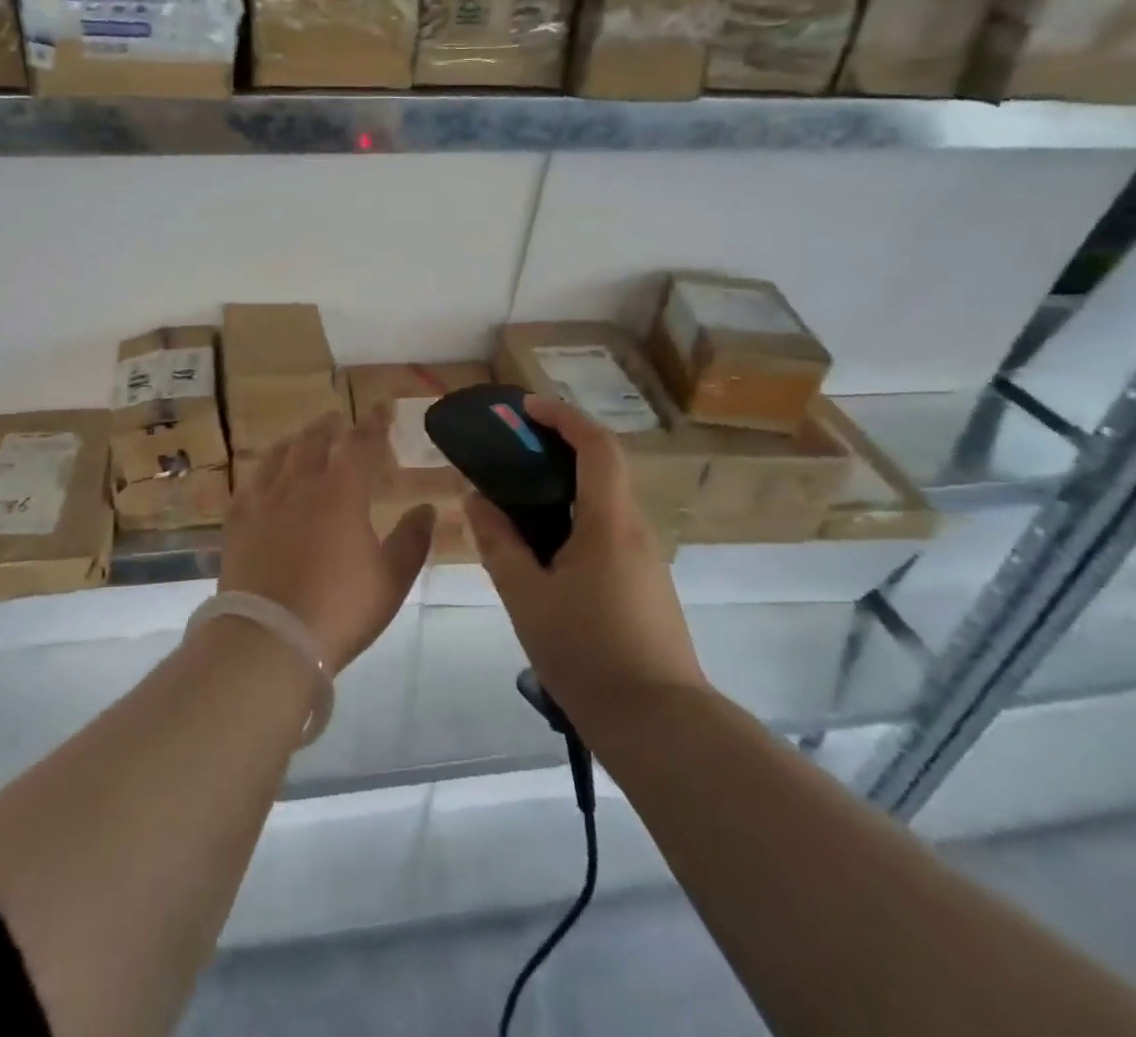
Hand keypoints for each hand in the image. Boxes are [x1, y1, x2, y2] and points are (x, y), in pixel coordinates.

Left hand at [219, 408, 434, 671]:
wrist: (270, 638)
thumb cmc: (340, 609)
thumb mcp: (391, 580)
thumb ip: (412, 540)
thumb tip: (427, 508)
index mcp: (341, 493)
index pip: (360, 444)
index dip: (374, 423)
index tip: (382, 408)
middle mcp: (300, 485)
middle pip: (314, 441)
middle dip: (330, 426)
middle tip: (338, 421)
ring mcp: (263, 501)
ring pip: (279, 455)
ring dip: (295, 441)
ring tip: (302, 438)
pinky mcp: (237, 521)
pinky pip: (250, 483)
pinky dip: (263, 470)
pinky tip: (264, 476)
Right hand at [464, 394, 705, 712]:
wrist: (659, 725)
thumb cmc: (587, 655)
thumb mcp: (526, 598)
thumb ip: (499, 543)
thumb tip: (476, 500)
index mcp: (609, 523)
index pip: (596, 445)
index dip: (563, 417)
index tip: (525, 409)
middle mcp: (634, 529)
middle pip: (602, 467)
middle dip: (559, 446)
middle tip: (512, 452)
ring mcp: (646, 557)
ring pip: (605, 501)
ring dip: (566, 484)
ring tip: (519, 499)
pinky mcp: (646, 582)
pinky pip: (609, 530)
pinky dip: (576, 516)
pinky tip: (546, 547)